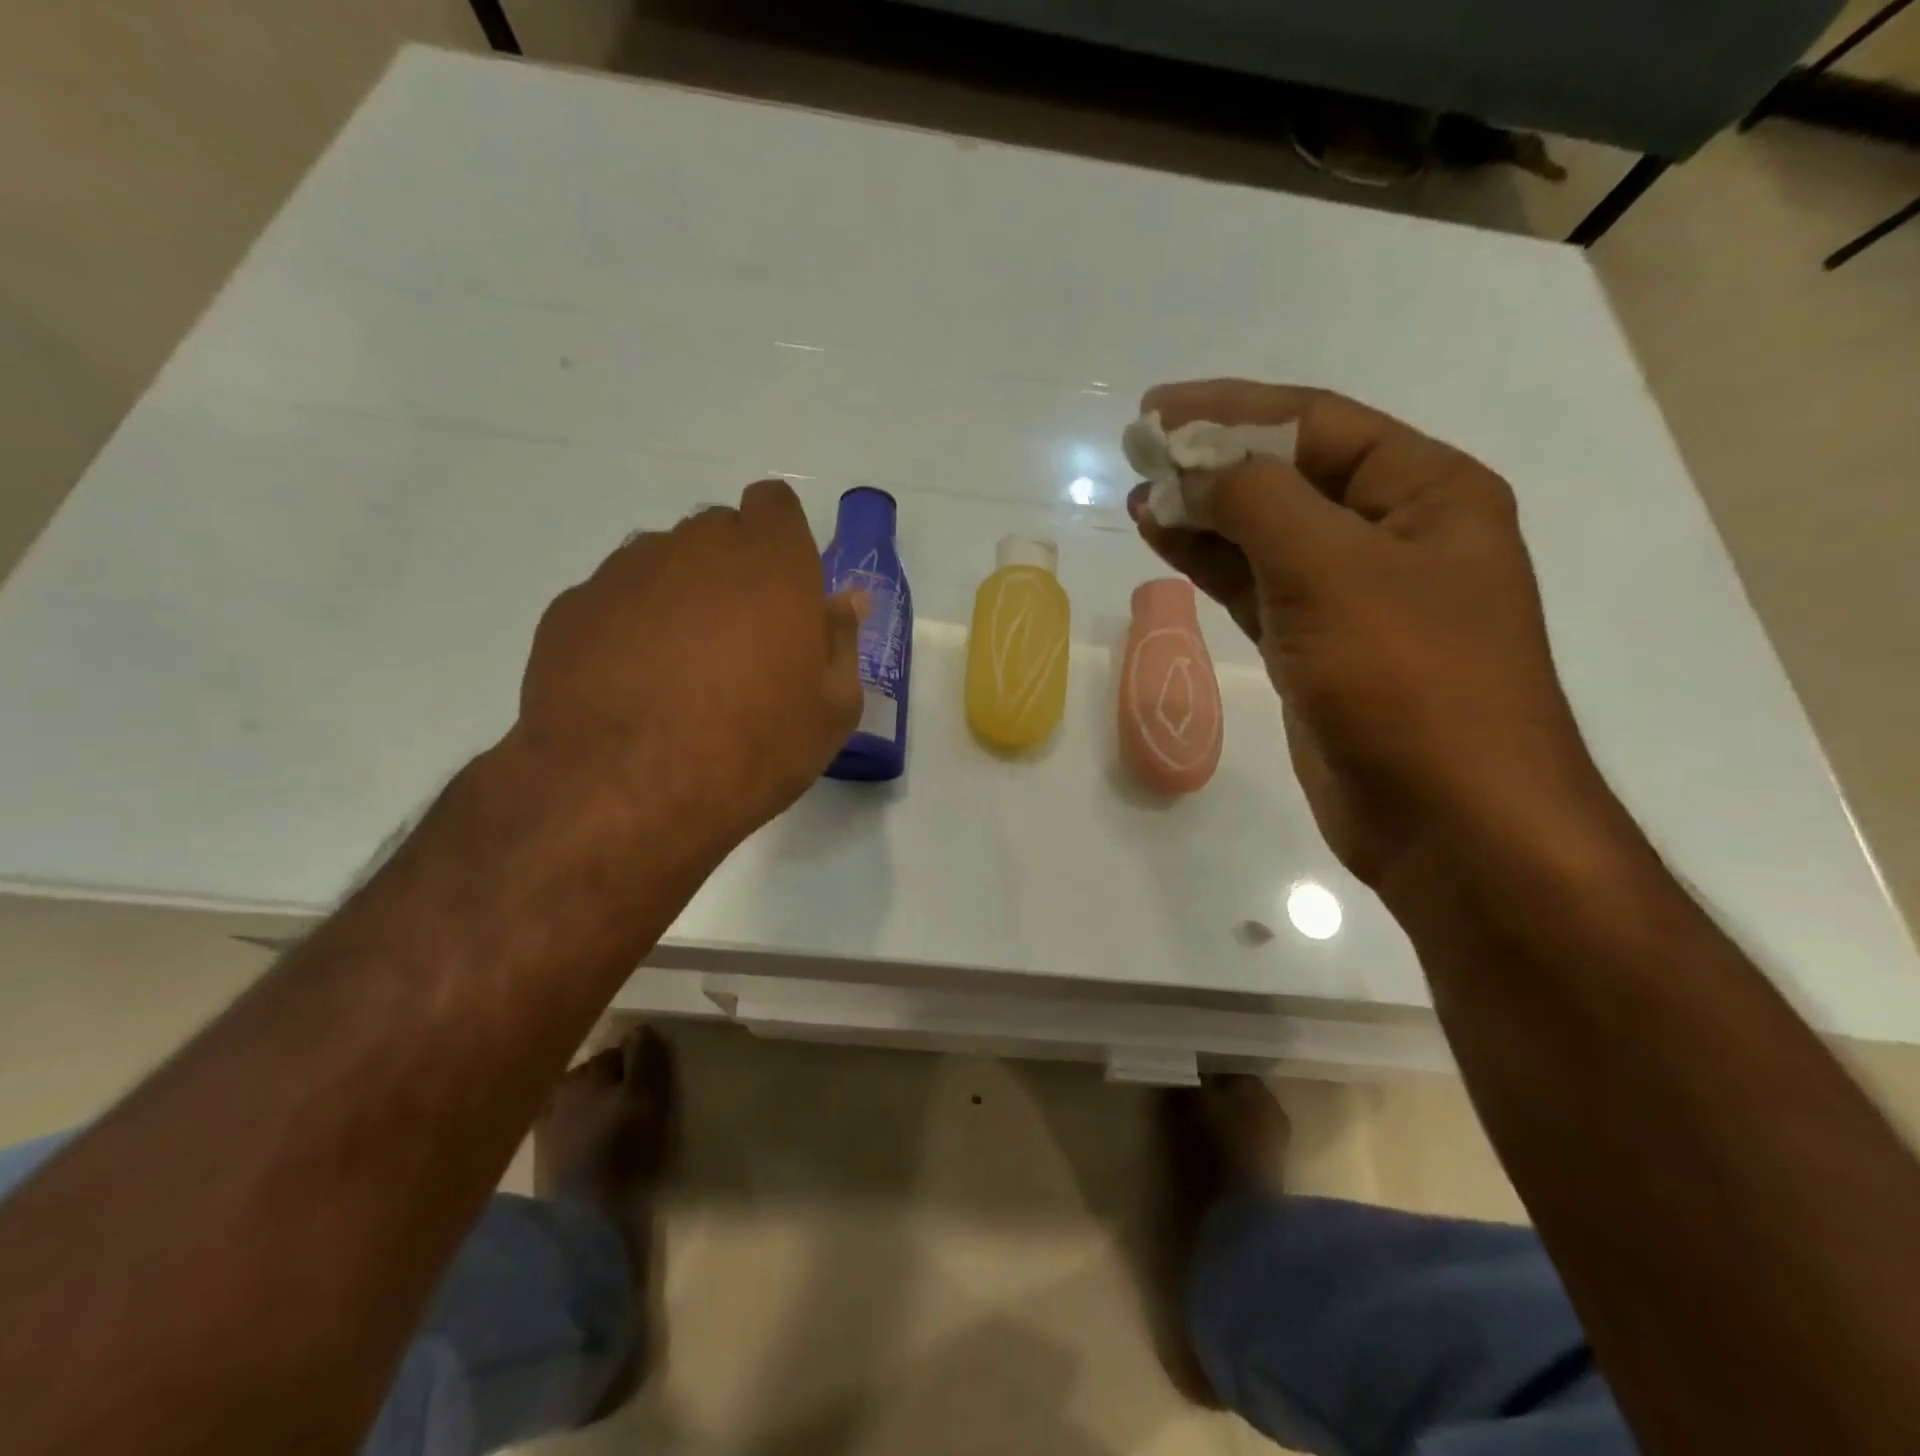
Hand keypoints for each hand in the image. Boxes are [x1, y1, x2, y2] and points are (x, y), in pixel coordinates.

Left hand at [515, 479, 866, 857]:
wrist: (626, 790)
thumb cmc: (754, 747)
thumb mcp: (832, 708)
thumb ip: (841, 640)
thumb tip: (845, 600)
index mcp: (770, 562)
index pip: (775, 506)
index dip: (782, 541)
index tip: (785, 592)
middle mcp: (696, 548)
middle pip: (719, 534)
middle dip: (734, 573)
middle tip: (740, 645)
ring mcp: (626, 573)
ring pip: (665, 565)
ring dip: (681, 599)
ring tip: (680, 673)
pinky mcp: (573, 607)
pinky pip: (616, 602)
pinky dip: (631, 629)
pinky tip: (634, 688)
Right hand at [1130, 380, 1608, 887]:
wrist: (1448, 817)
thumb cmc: (1407, 679)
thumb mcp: (1331, 569)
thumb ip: (1257, 502)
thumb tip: (1195, 468)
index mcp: (1425, 492)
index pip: (1316, 424)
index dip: (1232, 409)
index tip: (1158, 410)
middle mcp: (1393, 534)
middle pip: (1289, 476)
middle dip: (1213, 460)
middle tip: (1139, 448)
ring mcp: (1352, 596)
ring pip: (1265, 535)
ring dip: (1203, 513)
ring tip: (1139, 494)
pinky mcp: (1317, 648)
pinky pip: (1256, 587)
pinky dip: (1211, 564)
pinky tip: (1166, 542)